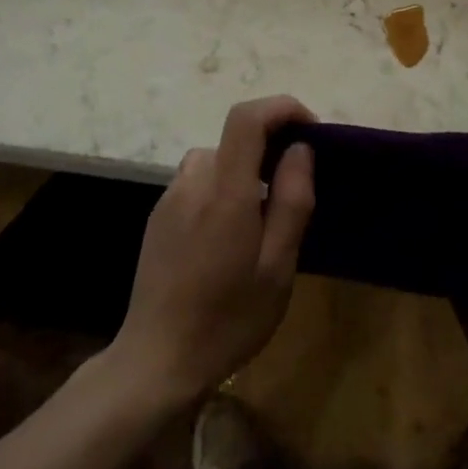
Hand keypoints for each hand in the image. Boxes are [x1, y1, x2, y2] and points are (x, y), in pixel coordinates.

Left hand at [110, 96, 316, 407]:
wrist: (157, 360)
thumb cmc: (228, 318)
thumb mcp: (277, 267)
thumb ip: (292, 200)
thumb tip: (301, 148)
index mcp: (225, 190)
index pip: (247, 117)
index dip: (281, 108)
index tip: (310, 130)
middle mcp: (192, 181)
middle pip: (234, 139)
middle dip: (270, 150)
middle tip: (294, 194)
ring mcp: (169, 198)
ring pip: (216, 161)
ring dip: (244, 173)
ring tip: (261, 222)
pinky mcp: (158, 217)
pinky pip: (197, 183)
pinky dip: (221, 190)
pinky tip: (226, 239)